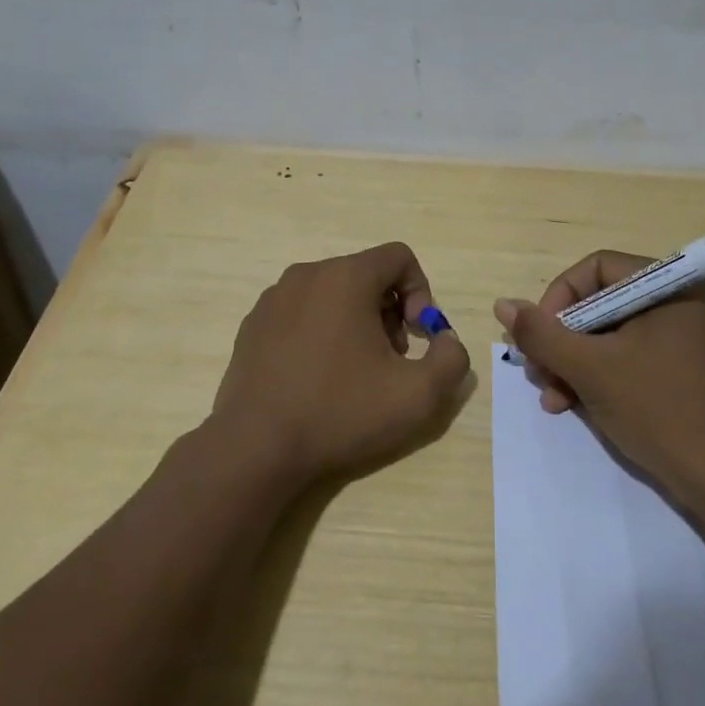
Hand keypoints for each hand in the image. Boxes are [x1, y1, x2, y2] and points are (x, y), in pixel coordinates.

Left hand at [212, 242, 471, 484]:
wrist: (255, 448)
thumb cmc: (340, 412)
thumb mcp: (417, 395)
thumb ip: (451, 359)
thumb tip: (445, 340)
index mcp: (345, 277)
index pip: (399, 257)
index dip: (420, 293)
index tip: (416, 338)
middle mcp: (306, 275)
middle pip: (366, 276)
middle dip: (389, 312)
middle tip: (390, 360)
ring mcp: (273, 299)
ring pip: (332, 294)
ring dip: (356, 324)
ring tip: (354, 374)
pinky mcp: (252, 326)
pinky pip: (301, 314)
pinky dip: (320, 334)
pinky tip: (316, 380)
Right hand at [493, 250, 704, 503]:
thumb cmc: (659, 411)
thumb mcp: (590, 369)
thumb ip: (542, 334)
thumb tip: (503, 305)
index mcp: (673, 286)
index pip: (598, 268)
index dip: (558, 298)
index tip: (538, 337)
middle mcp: (685, 302)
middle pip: (603, 302)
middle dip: (562, 338)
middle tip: (536, 371)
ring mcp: (688, 338)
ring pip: (613, 334)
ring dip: (574, 361)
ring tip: (550, 395)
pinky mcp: (686, 369)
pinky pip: (632, 356)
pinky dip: (600, 375)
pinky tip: (570, 404)